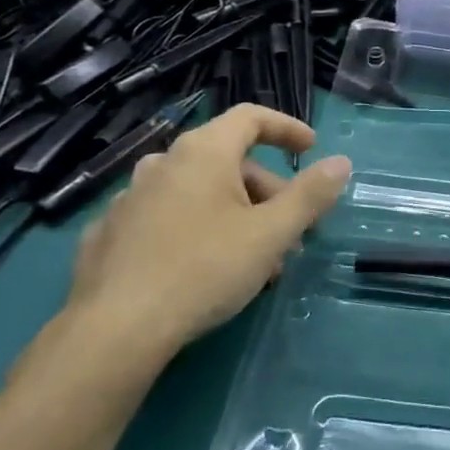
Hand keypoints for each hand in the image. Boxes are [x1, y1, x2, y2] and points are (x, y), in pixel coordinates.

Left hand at [64, 104, 350, 357]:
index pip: (250, 118)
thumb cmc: (204, 270)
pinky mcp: (109, 235)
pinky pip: (165, 219)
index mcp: (202, 153)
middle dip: (267, 192)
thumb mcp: (271, 234)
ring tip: (254, 260)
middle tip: (289, 233)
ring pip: (197, 193)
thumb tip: (341, 163)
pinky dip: (195, 230)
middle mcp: (162, 164)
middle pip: (228, 162)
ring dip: (235, 215)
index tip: (311, 150)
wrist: (115, 331)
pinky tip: (203, 269)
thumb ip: (310, 195)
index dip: (286, 128)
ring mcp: (129, 199)